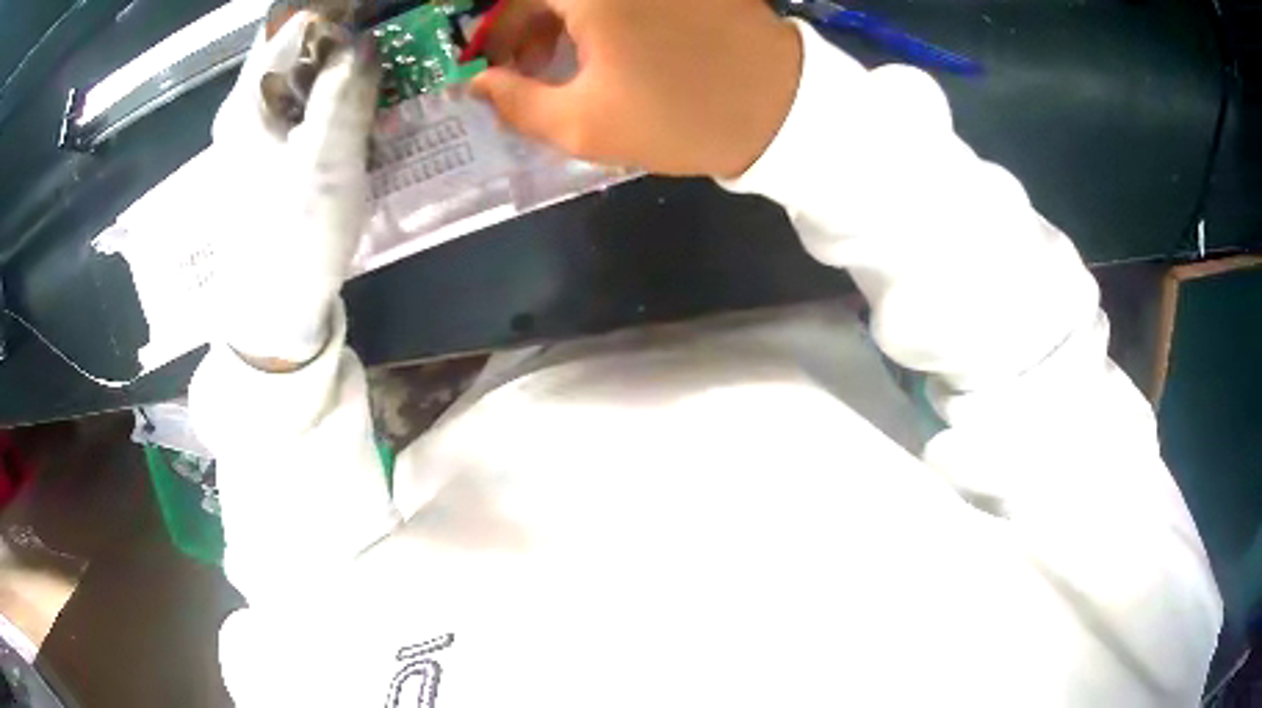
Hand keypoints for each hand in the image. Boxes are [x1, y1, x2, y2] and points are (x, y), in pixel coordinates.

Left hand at [210, 13, 376, 368]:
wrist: (273, 313)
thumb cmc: (294, 235)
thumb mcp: (326, 158)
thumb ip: (345, 91)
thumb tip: (365, 41)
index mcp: (247, 104)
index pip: (289, 29)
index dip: (333, 16)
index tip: (376, 16)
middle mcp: (244, 114)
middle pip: (294, 54)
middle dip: (341, 44)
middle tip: (388, 47)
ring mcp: (254, 140)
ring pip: (300, 84)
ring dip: (340, 75)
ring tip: (382, 78)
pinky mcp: (268, 163)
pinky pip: (302, 114)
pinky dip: (331, 105)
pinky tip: (359, 117)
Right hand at [471, 0, 802, 178]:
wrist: (783, 110)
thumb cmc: (678, 117)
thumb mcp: (583, 125)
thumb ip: (515, 102)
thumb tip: (479, 84)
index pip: (514, 0)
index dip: (497, 34)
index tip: (497, 68)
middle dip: (528, 26)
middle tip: (529, 69)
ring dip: (565, 19)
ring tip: (568, 63)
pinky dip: (604, 14)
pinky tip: (611, 44)